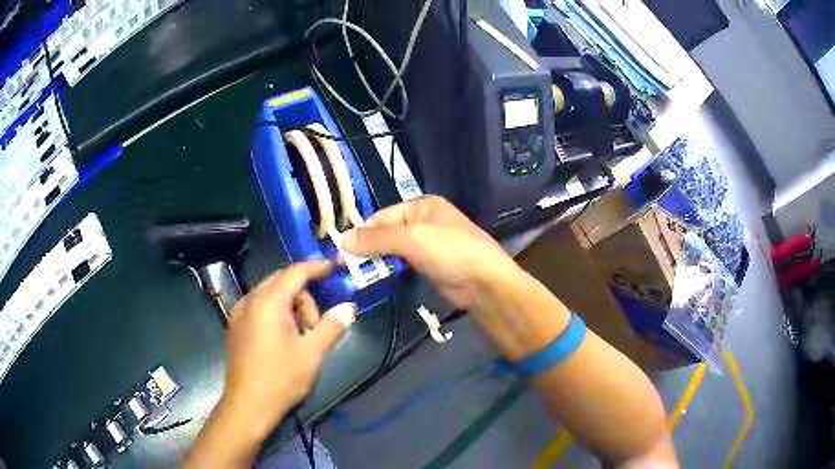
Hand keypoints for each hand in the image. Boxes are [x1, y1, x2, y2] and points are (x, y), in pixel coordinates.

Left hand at [223, 260, 352, 434]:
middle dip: (304, 297)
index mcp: (268, 302)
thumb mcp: (312, 353)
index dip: (317, 267)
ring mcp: (239, 314)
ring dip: (291, 307)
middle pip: (282, 283)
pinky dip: (276, 314)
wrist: (247, 405)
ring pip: (271, 296)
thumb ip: (331, 326)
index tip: (334, 267)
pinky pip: (260, 308)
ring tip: (300, 337)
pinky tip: (284, 339)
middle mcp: (250, 301)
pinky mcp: (236, 327)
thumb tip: (348, 308)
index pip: (295, 273)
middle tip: (315, 326)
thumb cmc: (281, 378)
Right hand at [340, 195, 515, 309]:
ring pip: (393, 250)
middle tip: (344, 267)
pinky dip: (389, 270)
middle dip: (367, 248)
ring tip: (354, 275)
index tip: (342, 251)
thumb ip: (377, 238)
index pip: (382, 216)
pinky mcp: (428, 266)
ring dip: (377, 261)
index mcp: (421, 206)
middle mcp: (422, 222)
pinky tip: (374, 280)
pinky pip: (402, 264)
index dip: (362, 232)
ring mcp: (426, 245)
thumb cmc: (450, 251)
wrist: (484, 283)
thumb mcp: (412, 239)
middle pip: (386, 233)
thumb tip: (341, 239)